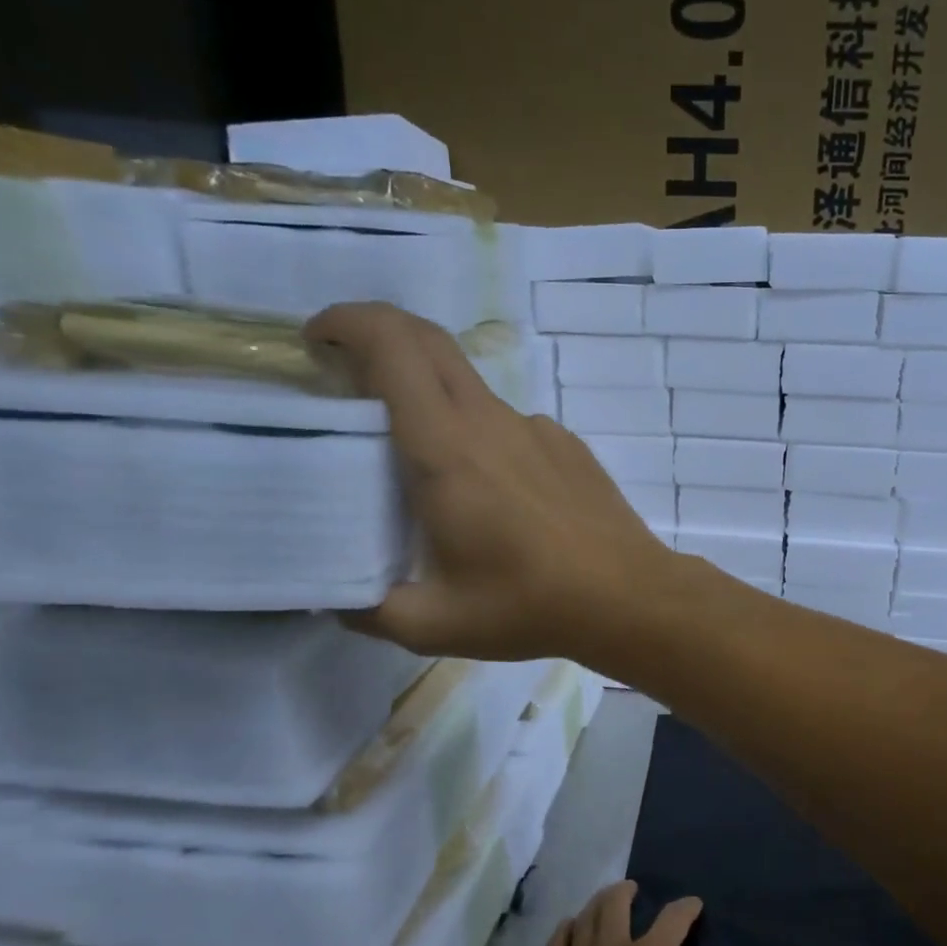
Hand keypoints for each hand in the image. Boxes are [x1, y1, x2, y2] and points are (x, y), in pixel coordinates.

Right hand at [305, 303, 673, 660]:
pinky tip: (489, 493)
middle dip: (379, 334)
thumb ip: (368, 609)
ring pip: (469, 386)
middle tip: (347, 373)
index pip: (393, 346)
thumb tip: (334, 598)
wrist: (629, 597)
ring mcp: (536, 428)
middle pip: (429, 341)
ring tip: (417, 458)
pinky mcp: (567, 445)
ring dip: (429, 394)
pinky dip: (478, 434)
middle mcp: (490, 421)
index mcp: (445, 449)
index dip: (348, 322)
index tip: (317, 339)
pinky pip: (508, 423)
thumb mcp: (433, 624)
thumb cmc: (529, 606)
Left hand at [518, 881, 755, 945]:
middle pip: (616, 904)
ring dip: (596, 904)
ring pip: (585, 920)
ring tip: (603, 901)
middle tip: (633, 889)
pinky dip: (563, 931)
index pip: (673, 917)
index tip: (694, 905)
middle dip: (627, 892)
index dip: (686, 908)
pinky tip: (567, 929)